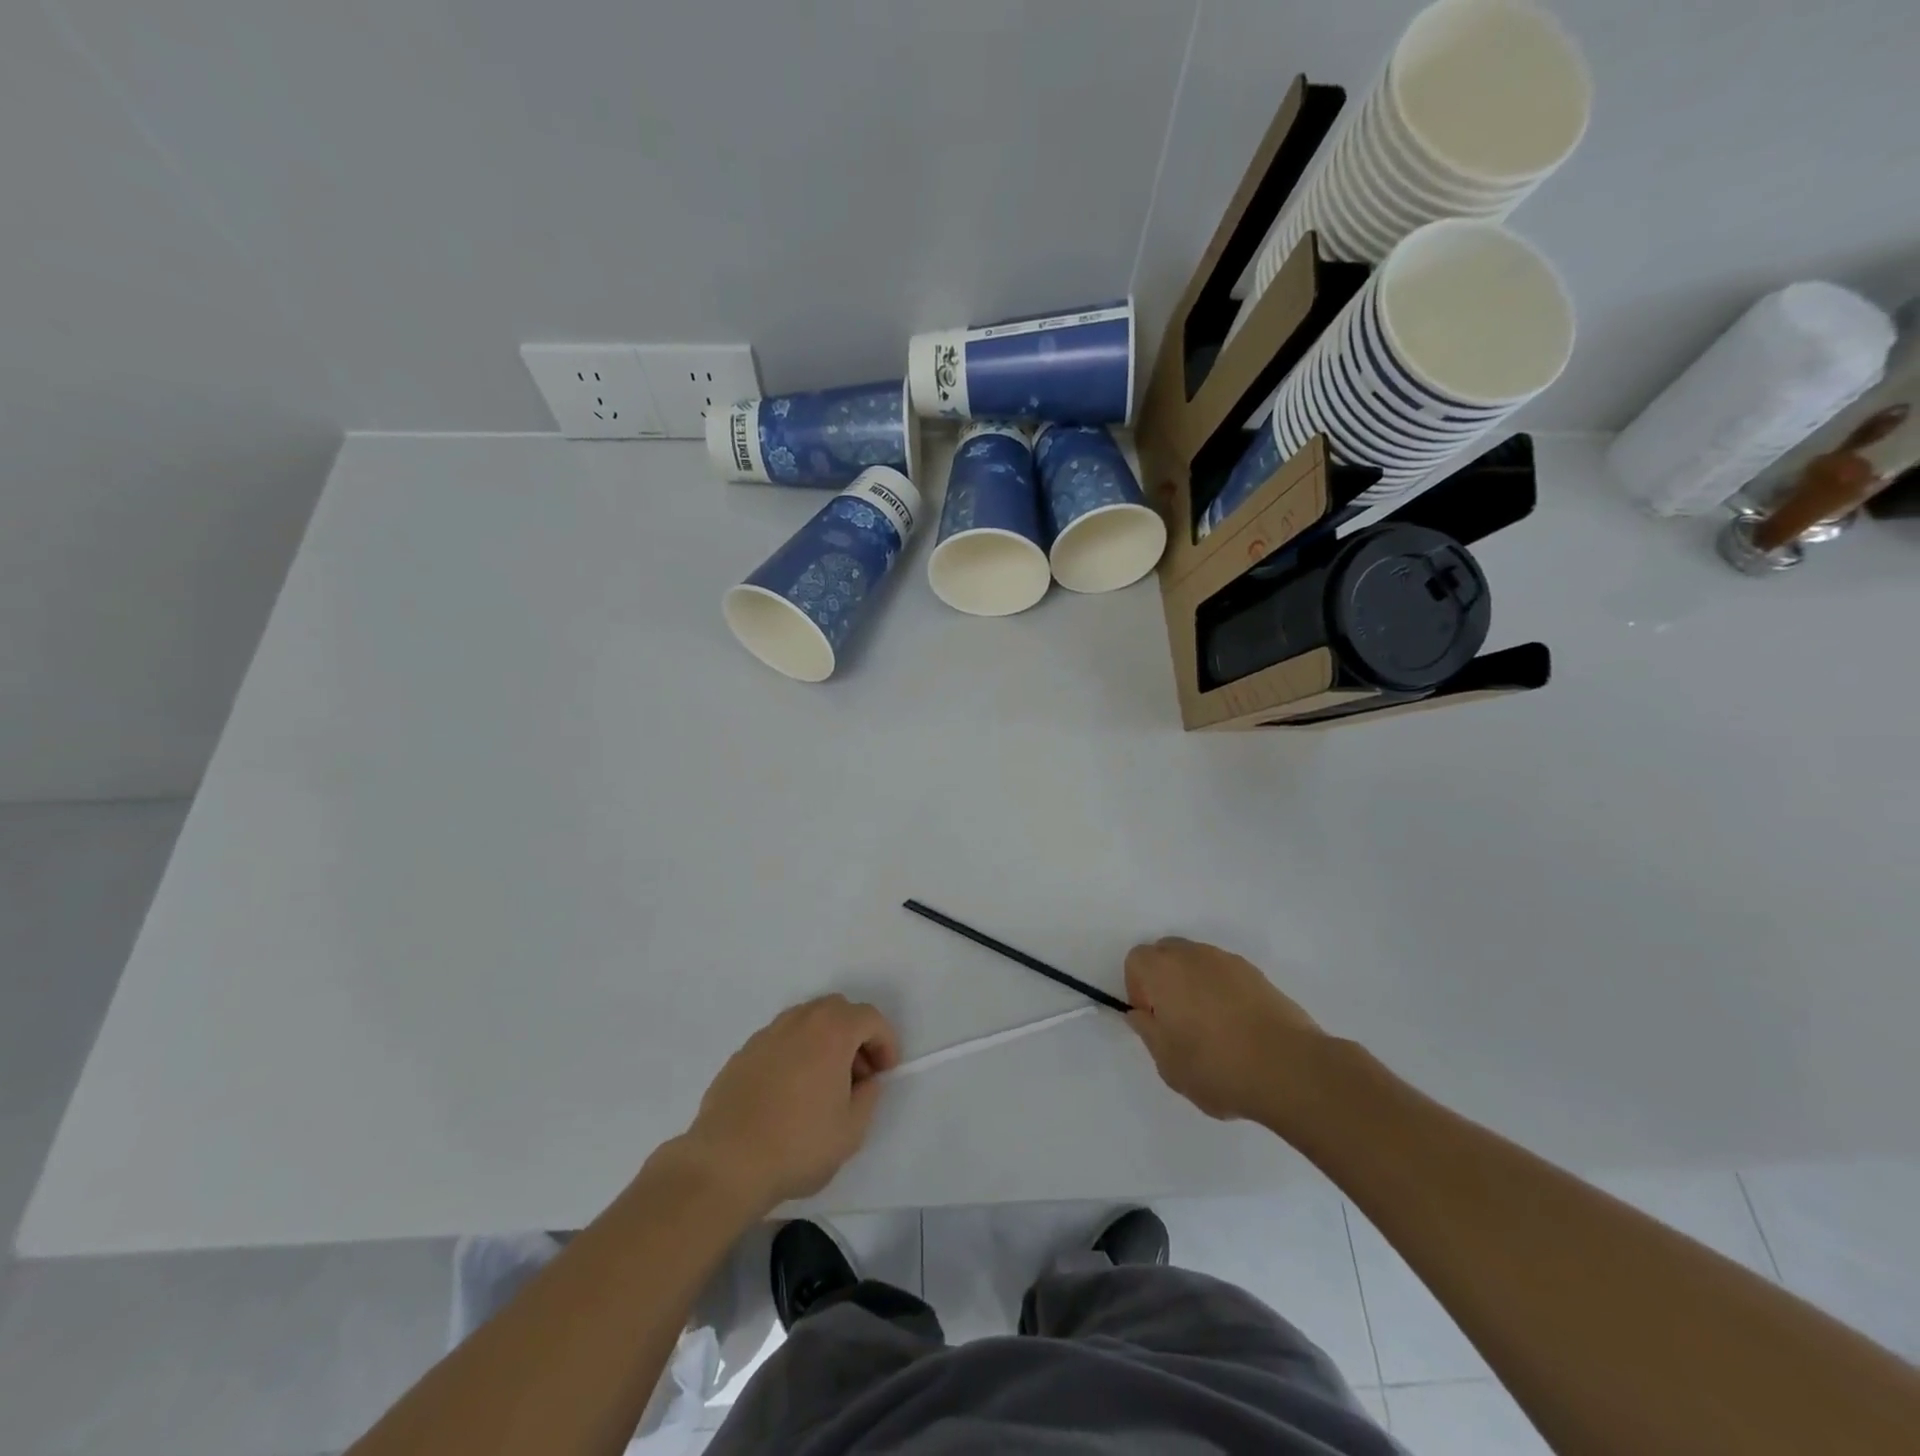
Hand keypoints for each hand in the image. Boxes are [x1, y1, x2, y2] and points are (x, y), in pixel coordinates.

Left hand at [680, 995, 899, 1211]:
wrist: (726, 1163)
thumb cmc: (798, 1146)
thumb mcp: (851, 1131)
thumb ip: (868, 1097)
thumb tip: (865, 1081)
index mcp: (832, 1032)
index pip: (870, 1017)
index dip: (885, 1041)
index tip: (884, 1073)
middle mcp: (799, 1022)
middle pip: (837, 1009)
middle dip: (854, 1035)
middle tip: (857, 1074)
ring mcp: (767, 1034)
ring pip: (806, 1020)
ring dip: (823, 1040)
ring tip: (822, 1083)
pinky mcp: (742, 1053)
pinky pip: (780, 1040)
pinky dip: (795, 1053)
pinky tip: (789, 1092)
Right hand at [1124, 937, 1324, 1124]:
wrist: (1290, 1069)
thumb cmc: (1216, 1066)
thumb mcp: (1167, 1062)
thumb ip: (1147, 1032)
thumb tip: (1141, 1014)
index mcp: (1163, 970)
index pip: (1136, 960)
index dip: (1137, 989)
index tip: (1152, 1020)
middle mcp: (1193, 955)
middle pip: (1166, 953)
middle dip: (1164, 980)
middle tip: (1176, 1020)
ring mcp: (1229, 962)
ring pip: (1198, 962)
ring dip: (1195, 984)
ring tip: (1211, 1028)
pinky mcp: (1258, 975)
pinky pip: (1227, 975)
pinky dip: (1223, 992)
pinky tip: (1237, 1028)